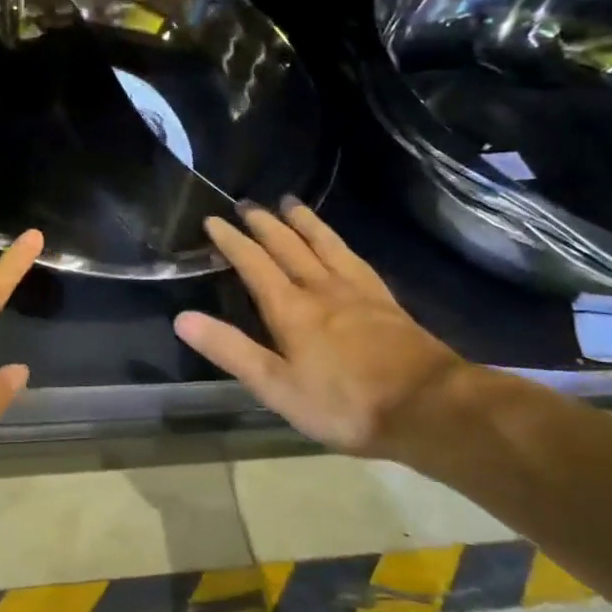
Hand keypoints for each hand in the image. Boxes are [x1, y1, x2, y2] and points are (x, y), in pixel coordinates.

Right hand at [173, 201, 466, 457]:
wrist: (430, 408)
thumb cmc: (344, 403)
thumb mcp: (276, 386)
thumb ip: (230, 350)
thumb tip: (182, 318)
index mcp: (290, 308)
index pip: (254, 264)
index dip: (232, 241)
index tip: (213, 220)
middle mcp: (321, 288)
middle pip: (288, 246)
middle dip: (264, 223)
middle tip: (247, 203)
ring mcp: (358, 292)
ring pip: (324, 244)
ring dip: (304, 222)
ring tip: (290, 203)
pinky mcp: (385, 302)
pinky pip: (355, 259)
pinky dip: (339, 243)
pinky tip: (340, 245)